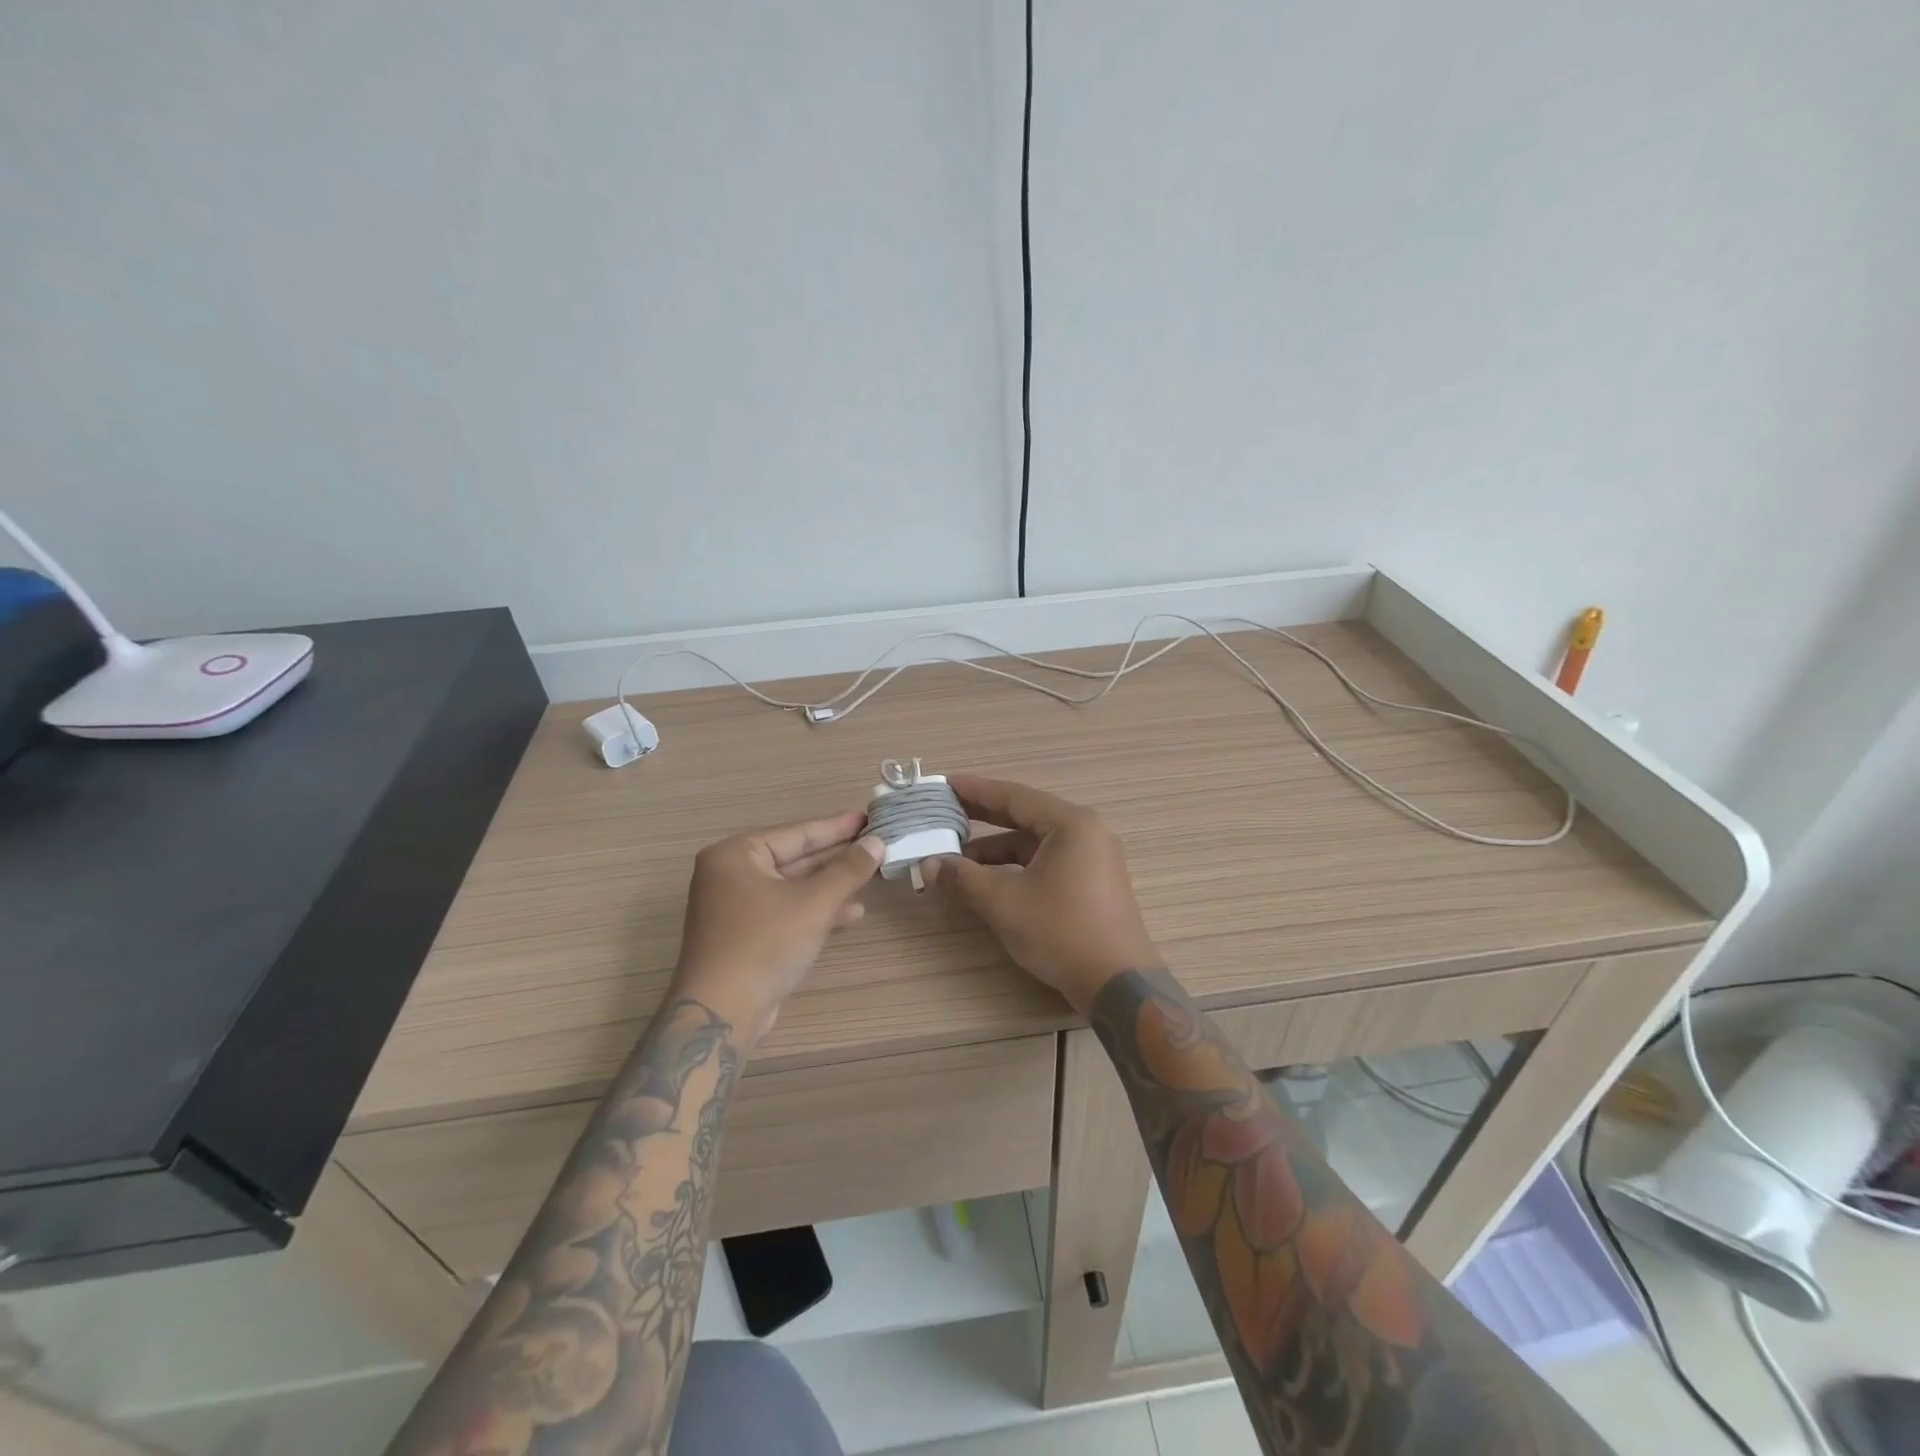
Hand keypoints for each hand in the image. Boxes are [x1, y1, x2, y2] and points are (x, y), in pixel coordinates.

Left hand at [674, 810, 882, 1040]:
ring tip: (872, 875)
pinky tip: (852, 912)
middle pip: (795, 858)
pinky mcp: (745, 934)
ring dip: (832, 884)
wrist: (721, 1012)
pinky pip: (787, 909)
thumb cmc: (765, 944)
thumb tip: (877, 842)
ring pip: (794, 886)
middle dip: (837, 856)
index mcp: (736, 854)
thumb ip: (848, 869)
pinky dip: (816, 909)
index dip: (837, 827)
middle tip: (876, 844)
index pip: (797, 832)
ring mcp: (736, 906)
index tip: (869, 818)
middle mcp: (731, 874)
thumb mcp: (814, 902)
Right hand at [923, 776, 1157, 1014]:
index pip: (1015, 796)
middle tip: (945, 812)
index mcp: (1071, 824)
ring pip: (1034, 844)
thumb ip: (963, 878)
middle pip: (1025, 816)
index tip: (946, 784)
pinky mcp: (1092, 884)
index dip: (976, 790)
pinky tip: (988, 881)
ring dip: (996, 850)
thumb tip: (928, 864)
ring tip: (956, 859)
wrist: (1118, 985)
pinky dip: (1016, 867)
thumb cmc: (1062, 932)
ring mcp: (1092, 859)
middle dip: (983, 816)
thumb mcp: (1005, 902)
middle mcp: (1086, 833)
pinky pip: (1046, 862)